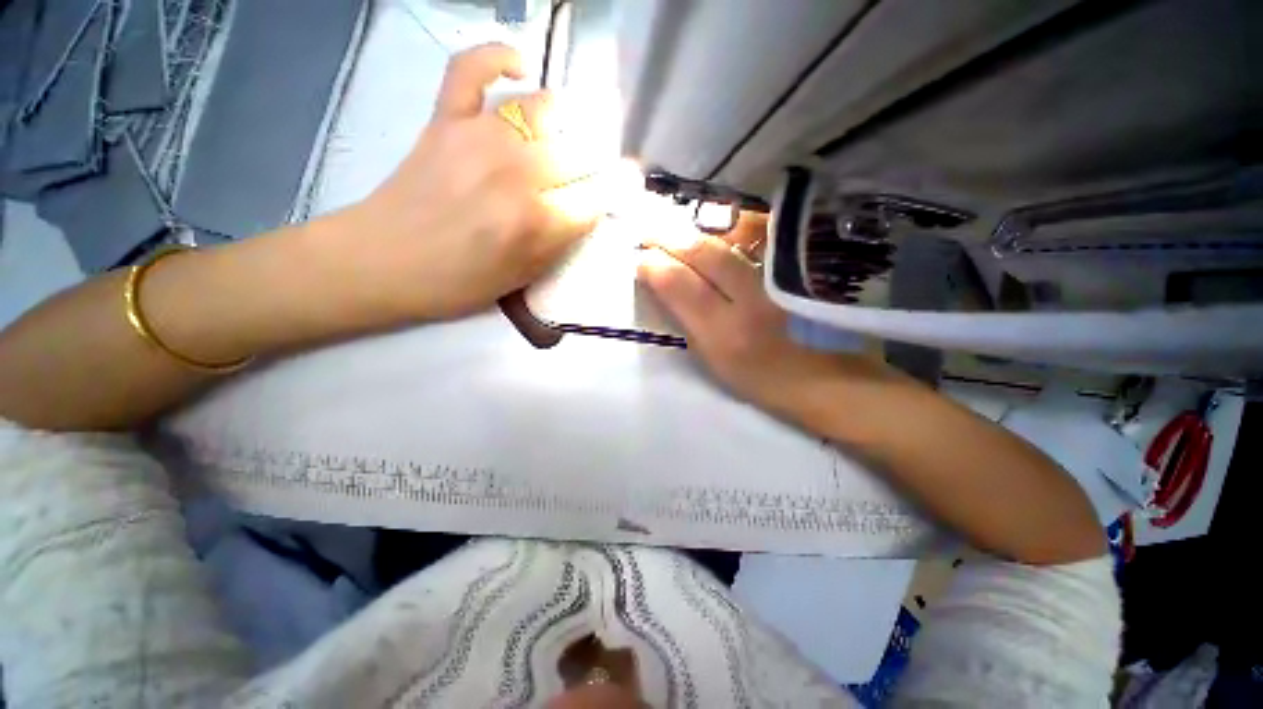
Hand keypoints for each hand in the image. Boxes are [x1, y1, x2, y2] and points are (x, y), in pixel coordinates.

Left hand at [314, 44, 600, 324]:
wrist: (384, 261)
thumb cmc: (459, 281)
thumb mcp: (524, 277)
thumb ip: (561, 242)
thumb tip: (589, 209)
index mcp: (537, 221)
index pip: (597, 198)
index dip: (615, 196)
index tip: (621, 195)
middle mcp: (518, 171)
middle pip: (581, 153)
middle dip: (596, 166)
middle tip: (589, 177)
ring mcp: (480, 135)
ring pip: (543, 109)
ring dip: (564, 126)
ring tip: (560, 143)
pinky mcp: (447, 116)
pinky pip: (473, 66)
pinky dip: (498, 56)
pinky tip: (519, 68)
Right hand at [637, 212, 894, 415]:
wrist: (831, 380)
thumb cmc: (765, 380)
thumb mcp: (717, 364)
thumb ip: (690, 325)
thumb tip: (666, 287)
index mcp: (726, 335)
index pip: (681, 288)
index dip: (655, 268)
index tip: (641, 258)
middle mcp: (752, 301)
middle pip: (705, 255)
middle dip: (672, 239)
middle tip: (652, 230)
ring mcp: (781, 280)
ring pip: (733, 240)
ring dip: (701, 230)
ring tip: (680, 227)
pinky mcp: (803, 268)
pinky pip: (765, 237)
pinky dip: (740, 228)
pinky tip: (726, 228)